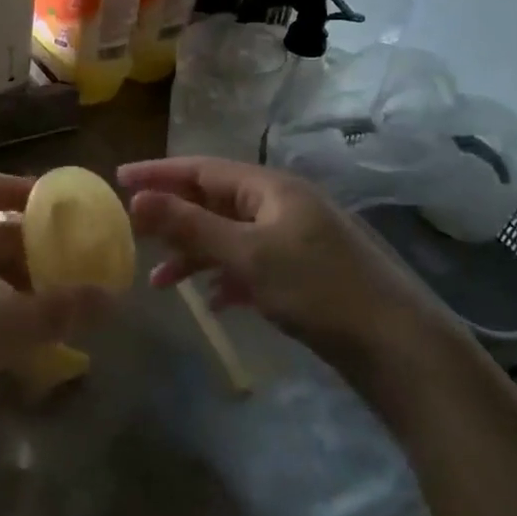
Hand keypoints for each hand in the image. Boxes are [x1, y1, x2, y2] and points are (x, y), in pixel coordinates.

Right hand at [118, 156, 453, 376]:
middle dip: (174, 217)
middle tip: (133, 230)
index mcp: (271, 188)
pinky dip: (227, 277)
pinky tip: (215, 302)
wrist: (397, 345)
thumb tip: (138, 197)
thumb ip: (190, 226)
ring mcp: (297, 239)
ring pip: (232, 236)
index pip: (202, 170)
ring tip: (161, 281)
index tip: (119, 179)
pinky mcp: (306, 272)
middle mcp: (283, 205)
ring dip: (196, 254)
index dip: (159, 173)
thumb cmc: (317, 289)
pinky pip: (253, 263)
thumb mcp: (247, 255)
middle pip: (215, 201)